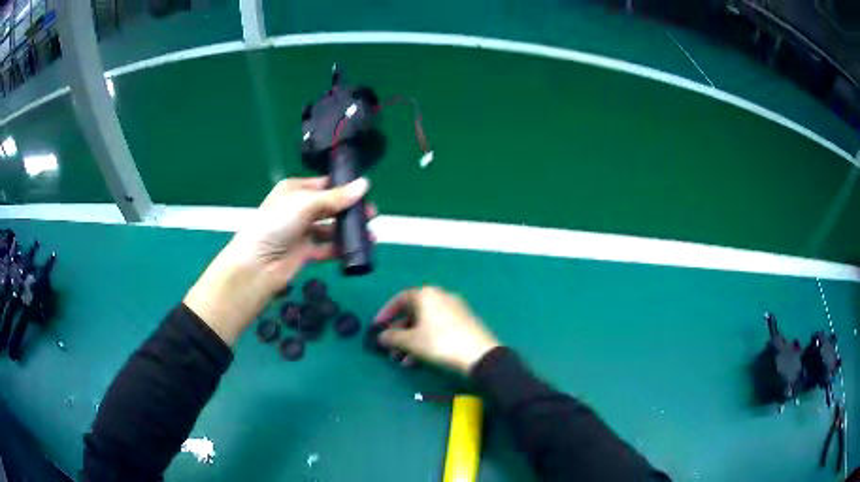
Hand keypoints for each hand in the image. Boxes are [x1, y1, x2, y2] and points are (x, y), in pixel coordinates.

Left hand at [228, 176, 371, 292]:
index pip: (324, 184)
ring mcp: (301, 231)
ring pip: (330, 228)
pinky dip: (341, 249)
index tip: (366, 192)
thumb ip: (336, 197)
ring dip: (348, 231)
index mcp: (295, 189)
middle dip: (350, 210)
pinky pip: (327, 248)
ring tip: (369, 235)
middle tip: (372, 215)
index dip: (344, 187)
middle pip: (330, 206)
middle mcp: (298, 208)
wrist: (257, 264)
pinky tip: (357, 250)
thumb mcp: (306, 204)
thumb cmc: (277, 224)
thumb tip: (365, 184)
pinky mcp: (305, 252)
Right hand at [373, 286, 499, 374]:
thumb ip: (392, 337)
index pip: (400, 299)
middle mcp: (441, 297)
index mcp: (427, 294)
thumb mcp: (411, 341)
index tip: (377, 327)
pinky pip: (438, 329)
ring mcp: (455, 309)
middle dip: (399, 333)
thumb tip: (381, 336)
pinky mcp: (464, 322)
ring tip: (403, 361)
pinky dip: (426, 341)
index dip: (386, 313)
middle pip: (413, 313)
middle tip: (390, 350)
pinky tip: (419, 361)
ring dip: (411, 341)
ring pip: (425, 324)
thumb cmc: (440, 342)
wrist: (480, 354)